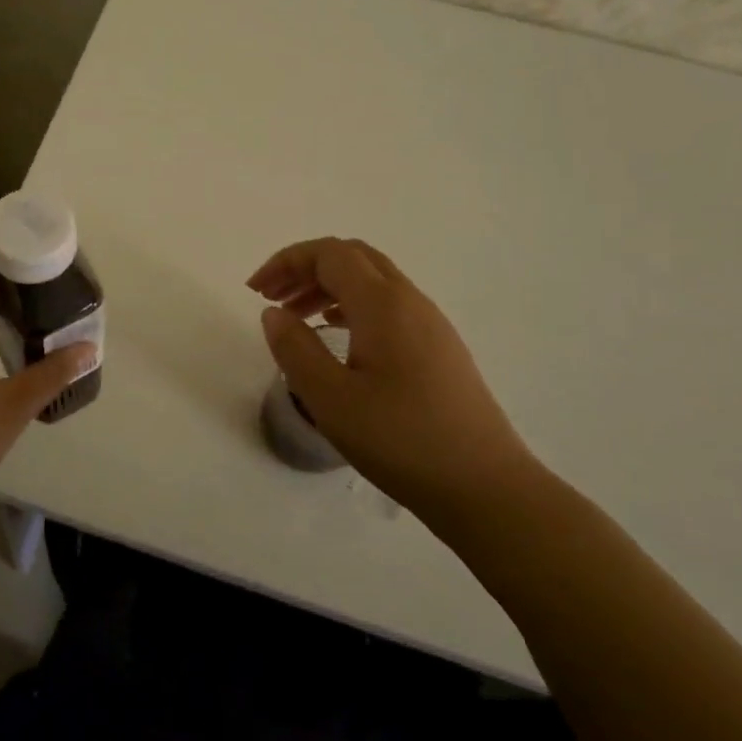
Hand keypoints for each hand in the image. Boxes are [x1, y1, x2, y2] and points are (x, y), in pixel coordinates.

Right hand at [248, 238, 538, 530]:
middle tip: (272, 297)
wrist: (485, 486)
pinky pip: (389, 306)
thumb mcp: (330, 398)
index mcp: (383, 304)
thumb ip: (295, 348)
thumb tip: (274, 313)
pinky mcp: (440, 348)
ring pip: (373, 281)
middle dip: (307, 268)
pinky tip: (338, 338)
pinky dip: (353, 306)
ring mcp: (431, 324)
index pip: (330, 254)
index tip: (255, 291)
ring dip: (329, 287)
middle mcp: (410, 301)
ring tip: (297, 318)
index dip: (287, 261)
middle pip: (353, 258)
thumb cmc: (401, 440)